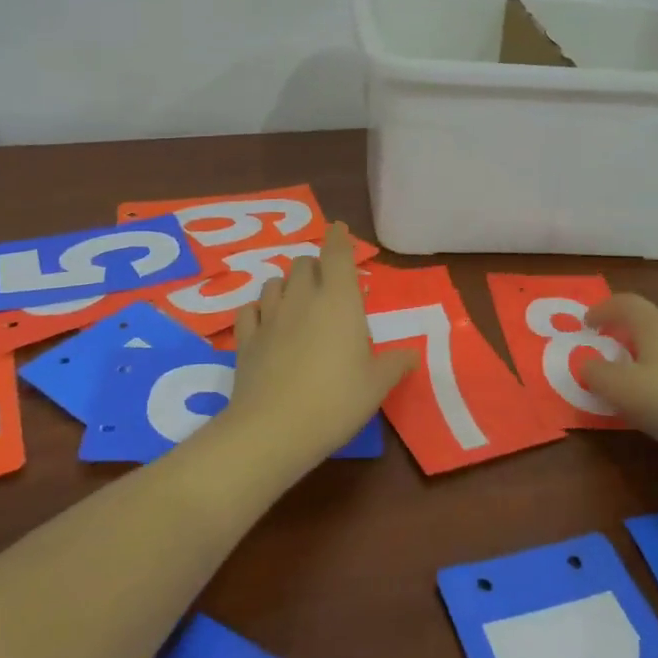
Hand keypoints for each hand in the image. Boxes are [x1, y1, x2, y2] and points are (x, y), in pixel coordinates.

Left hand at [220, 223, 416, 464]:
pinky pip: (249, 310)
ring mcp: (270, 317)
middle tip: (326, 283)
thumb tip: (411, 354)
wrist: (274, 428)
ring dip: (286, 284)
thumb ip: (396, 364)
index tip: (338, 228)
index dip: (338, 238)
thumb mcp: (377, 385)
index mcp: (339, 301)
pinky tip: (264, 321)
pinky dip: (258, 310)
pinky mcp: (245, 339)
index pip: (337, 254)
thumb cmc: (336, 400)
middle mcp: (302, 299)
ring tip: (295, 299)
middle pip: (303, 263)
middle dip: (315, 266)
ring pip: (274, 282)